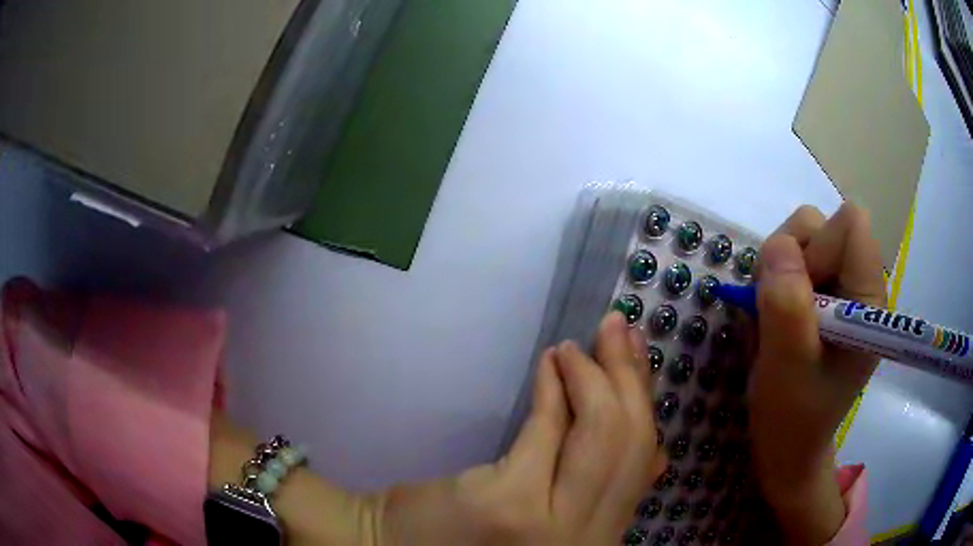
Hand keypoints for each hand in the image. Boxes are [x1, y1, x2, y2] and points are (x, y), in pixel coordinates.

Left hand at [374, 312, 666, 545]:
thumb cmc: (472, 537)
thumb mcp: (554, 520)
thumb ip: (596, 492)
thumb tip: (658, 453)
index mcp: (600, 536)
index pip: (643, 461)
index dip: (645, 401)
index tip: (638, 356)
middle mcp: (588, 538)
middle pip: (632, 443)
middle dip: (629, 376)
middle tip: (617, 329)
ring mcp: (550, 526)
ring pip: (601, 434)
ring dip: (594, 376)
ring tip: (578, 345)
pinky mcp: (509, 503)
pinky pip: (545, 430)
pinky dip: (552, 389)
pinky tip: (551, 362)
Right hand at [750, 204, 885, 544]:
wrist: (789, 445)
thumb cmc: (794, 416)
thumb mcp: (787, 368)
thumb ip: (787, 307)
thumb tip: (777, 246)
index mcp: (868, 300)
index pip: (850, 225)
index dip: (817, 248)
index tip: (797, 297)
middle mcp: (859, 283)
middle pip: (821, 224)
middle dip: (790, 258)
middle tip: (777, 309)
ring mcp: (839, 287)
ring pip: (802, 237)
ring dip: (778, 270)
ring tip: (773, 318)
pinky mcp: (822, 294)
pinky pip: (792, 259)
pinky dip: (774, 281)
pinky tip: (774, 318)